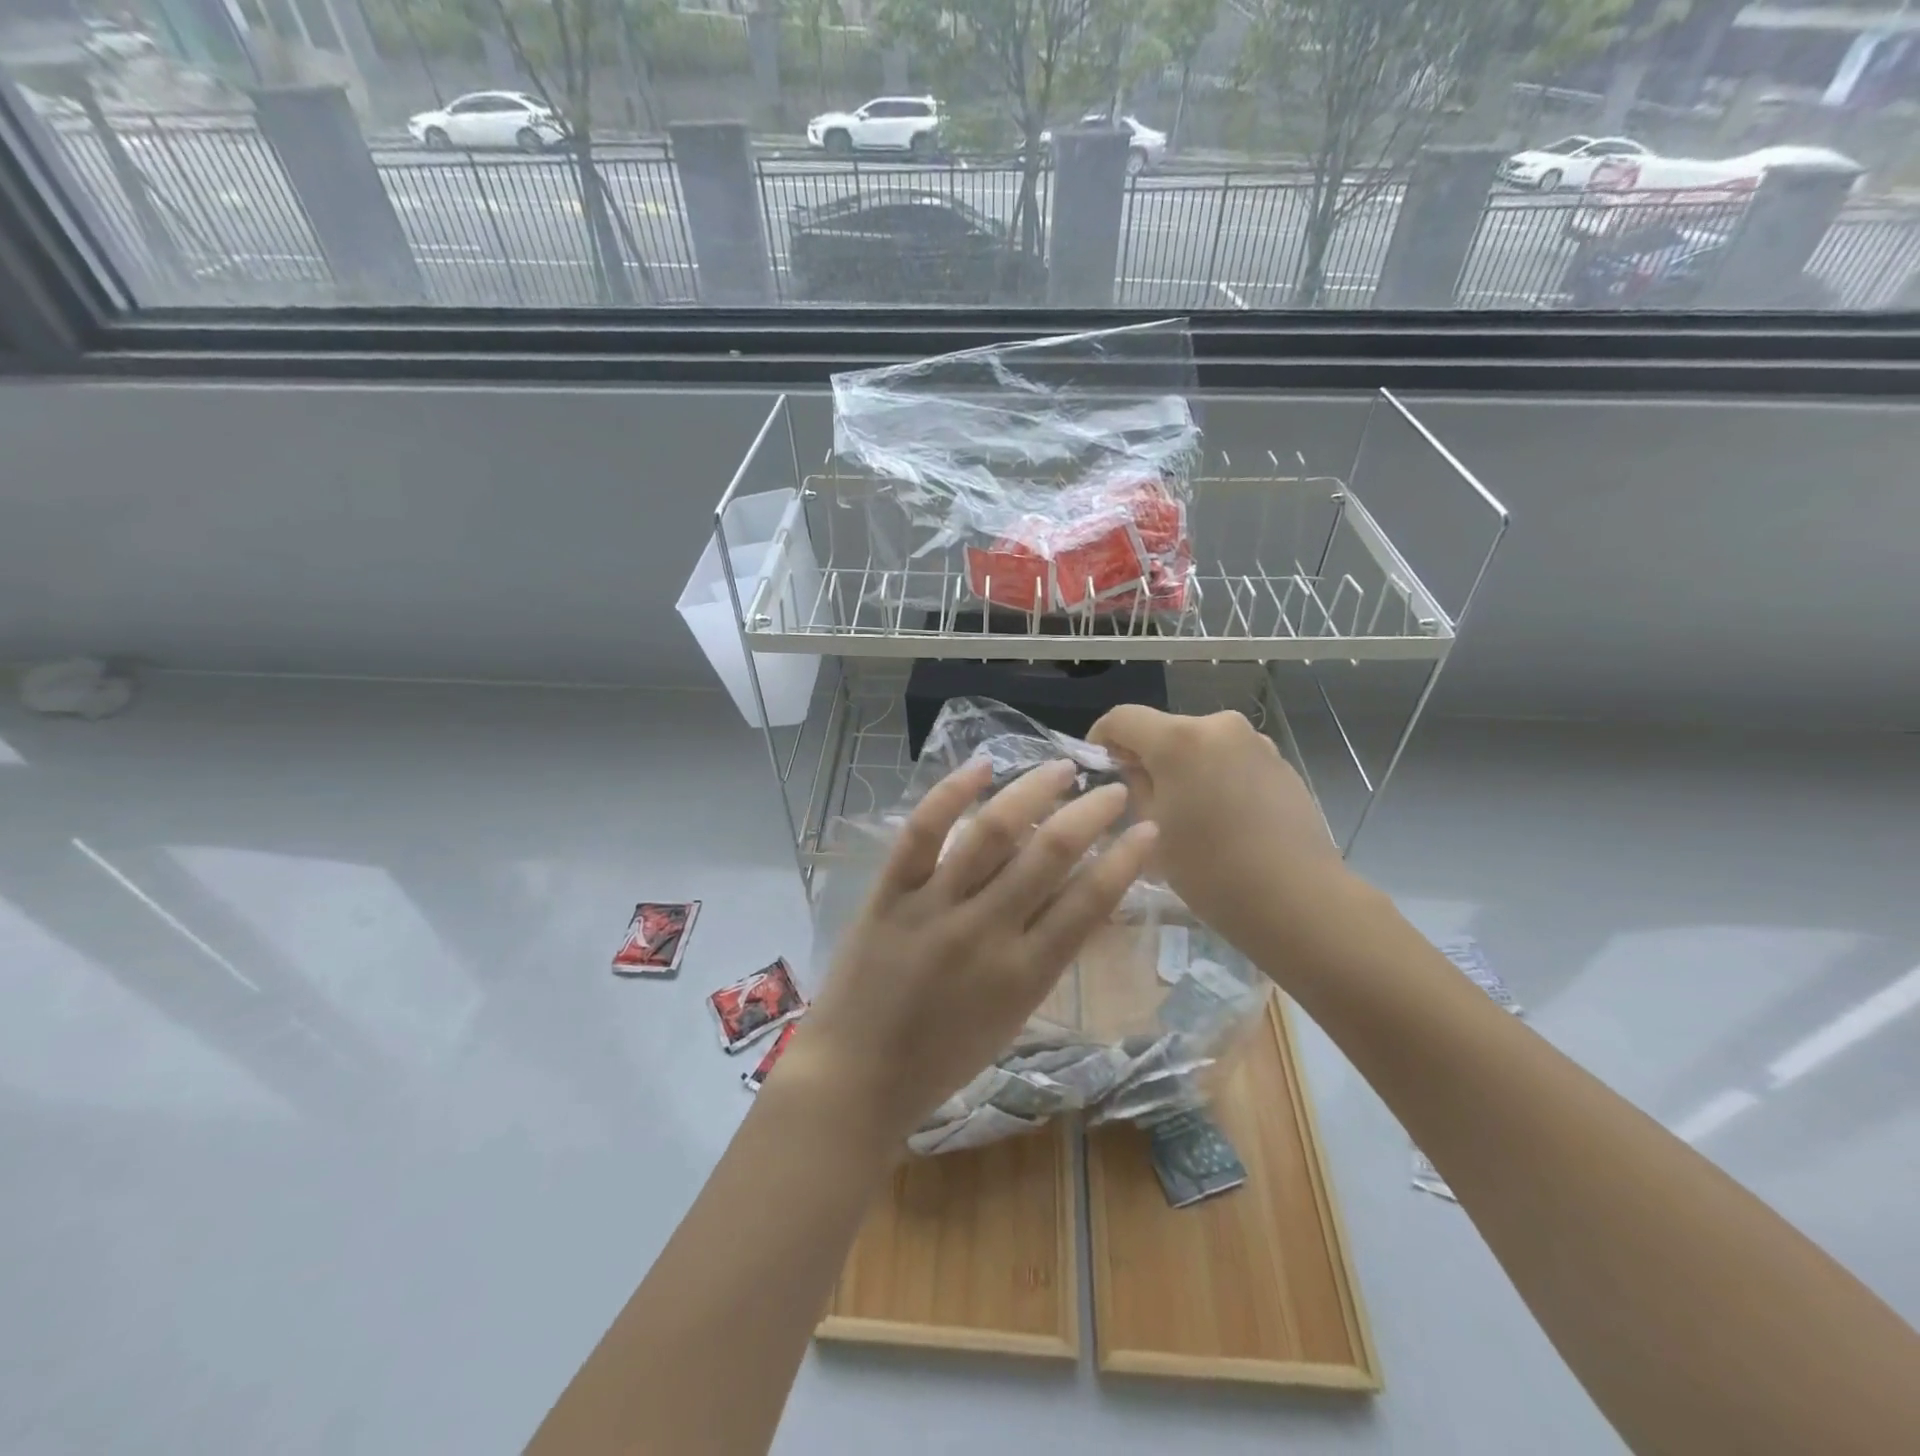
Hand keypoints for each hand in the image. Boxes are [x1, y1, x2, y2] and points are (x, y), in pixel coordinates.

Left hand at [795, 757, 1157, 1142]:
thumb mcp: (1012, 1017)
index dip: (1126, 860)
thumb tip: (1077, 898)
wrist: (857, 1078)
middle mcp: (986, 931)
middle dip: (1090, 814)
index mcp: (1025, 974)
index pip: (1089, 902)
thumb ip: (1043, 957)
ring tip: (1061, 768)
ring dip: (1032, 791)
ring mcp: (934, 907)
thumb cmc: (942, 1059)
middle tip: (1113, 788)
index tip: (1148, 828)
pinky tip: (981, 767)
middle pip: (1049, 854)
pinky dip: (950, 793)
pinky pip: (922, 833)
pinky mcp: (890, 893)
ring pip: (991, 832)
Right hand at [1089, 706, 1354, 956]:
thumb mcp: (1152, 830)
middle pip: (1164, 729)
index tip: (1096, 766)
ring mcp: (1254, 741)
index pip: (1122, 717)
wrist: (1297, 899)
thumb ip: (1135, 787)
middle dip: (1146, 756)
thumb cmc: (1210, 870)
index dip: (1100, 737)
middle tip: (1139, 798)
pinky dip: (1215, 775)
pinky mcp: (1279, 761)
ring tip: (1185, 811)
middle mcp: (1218, 726)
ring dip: (1183, 766)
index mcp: (1178, 740)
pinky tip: (1222, 817)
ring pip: (1199, 744)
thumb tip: (1133, 768)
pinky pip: (1230, 758)